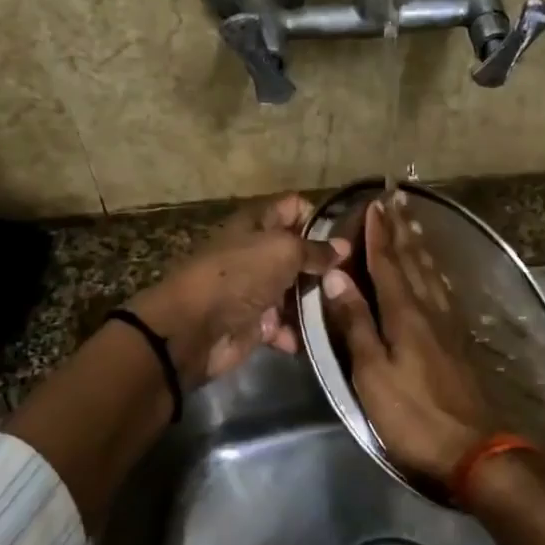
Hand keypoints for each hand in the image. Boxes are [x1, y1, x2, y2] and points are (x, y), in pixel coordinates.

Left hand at [130, 195, 346, 386]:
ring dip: (316, 302)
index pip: (294, 207)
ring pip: (296, 291)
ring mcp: (256, 289)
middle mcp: (257, 253)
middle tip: (352, 278)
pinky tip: (315, 336)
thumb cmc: (238, 276)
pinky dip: (297, 332)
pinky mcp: (255, 323)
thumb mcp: (282, 251)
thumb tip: (344, 246)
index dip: (319, 218)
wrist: (193, 330)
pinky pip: (285, 325)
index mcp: (257, 224)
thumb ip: (315, 249)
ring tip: (341, 309)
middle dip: (325, 266)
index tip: (345, 238)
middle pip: (299, 252)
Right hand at [318, 195, 499, 485]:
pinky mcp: (459, 340)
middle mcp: (430, 309)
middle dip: (403, 228)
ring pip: (432, 272)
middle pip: (414, 260)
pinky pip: (444, 290)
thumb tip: (336, 276)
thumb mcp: (373, 373)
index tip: (375, 204)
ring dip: (420, 243)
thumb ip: (355, 323)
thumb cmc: (413, 415)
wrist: (474, 449)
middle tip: (399, 197)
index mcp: (405, 314)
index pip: (388, 263)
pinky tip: (436, 271)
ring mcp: (448, 324)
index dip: (380, 233)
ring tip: (414, 221)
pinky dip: (435, 270)